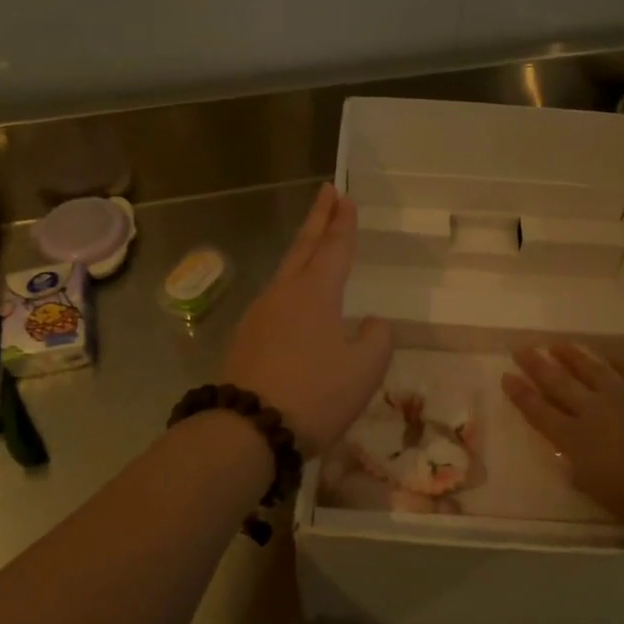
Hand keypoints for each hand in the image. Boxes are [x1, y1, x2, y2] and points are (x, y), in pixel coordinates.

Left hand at [221, 184, 391, 456]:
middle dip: (317, 219)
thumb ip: (377, 339)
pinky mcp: (245, 339)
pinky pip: (275, 300)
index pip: (334, 247)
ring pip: (285, 272)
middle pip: (303, 247)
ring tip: (313, 242)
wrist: (246, 430)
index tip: (343, 196)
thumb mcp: (365, 369)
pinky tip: (295, 301)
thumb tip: (371, 323)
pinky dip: (291, 285)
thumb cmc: (315, 394)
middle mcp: (284, 294)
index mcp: (315, 293)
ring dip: (302, 251)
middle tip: (326, 192)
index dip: (342, 222)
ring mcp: (258, 315)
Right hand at [503, 345, 623, 538]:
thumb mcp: (605, 497)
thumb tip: (566, 459)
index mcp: (577, 442)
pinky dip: (616, 361)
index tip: (507, 377)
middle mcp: (595, 411)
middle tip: (521, 348)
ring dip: (572, 357)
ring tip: (556, 344)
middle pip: (559, 384)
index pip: (541, 415)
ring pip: (591, 370)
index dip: (522, 396)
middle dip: (538, 367)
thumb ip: (582, 474)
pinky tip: (607, 356)